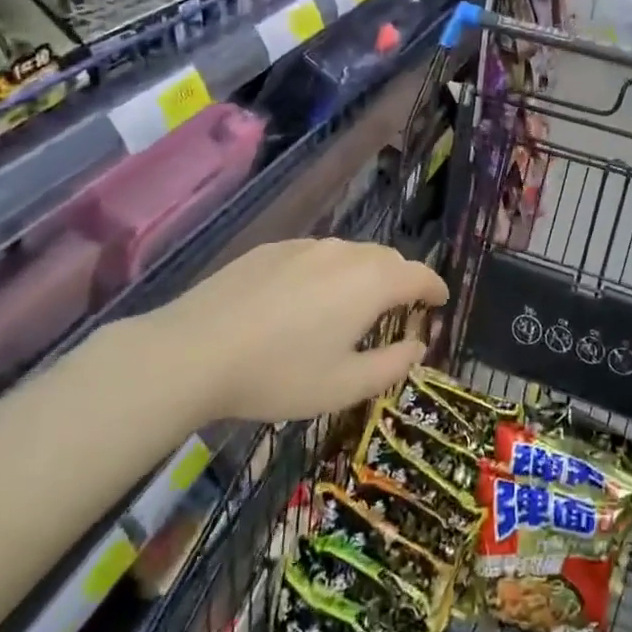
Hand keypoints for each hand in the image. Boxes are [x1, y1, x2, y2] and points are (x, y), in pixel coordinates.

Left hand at [131, 239, 448, 425]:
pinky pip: (315, 256)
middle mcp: (344, 252)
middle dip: (401, 281)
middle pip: (387, 259)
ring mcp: (304, 246)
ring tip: (350, 308)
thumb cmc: (280, 374)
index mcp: (371, 282)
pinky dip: (327, 273)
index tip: (439, 303)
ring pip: (350, 255)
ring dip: (363, 276)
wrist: (193, 351)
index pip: (420, 275)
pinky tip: (303, 303)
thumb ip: (392, 365)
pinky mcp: (270, 249)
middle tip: (398, 313)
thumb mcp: (344, 385)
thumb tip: (418, 346)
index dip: (435, 289)